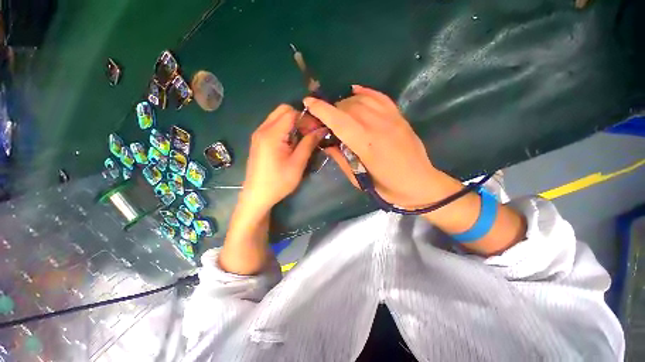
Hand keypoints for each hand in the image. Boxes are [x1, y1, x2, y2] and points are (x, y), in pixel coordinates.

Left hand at [241, 104, 326, 211]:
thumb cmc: (278, 182)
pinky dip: (284, 129)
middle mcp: (262, 129)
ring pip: (277, 117)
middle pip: (283, 111)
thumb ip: (309, 143)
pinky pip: (273, 126)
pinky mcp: (258, 141)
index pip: (291, 113)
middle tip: (310, 132)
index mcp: (271, 134)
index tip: (317, 129)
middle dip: (299, 118)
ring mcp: (258, 134)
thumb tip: (322, 130)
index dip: (307, 118)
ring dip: (292, 123)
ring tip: (302, 138)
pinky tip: (291, 142)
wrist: (256, 196)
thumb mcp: (297, 164)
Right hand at [304, 85, 441, 208]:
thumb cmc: (387, 187)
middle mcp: (379, 127)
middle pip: (349, 107)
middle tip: (323, 118)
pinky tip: (354, 92)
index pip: (340, 121)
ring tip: (338, 112)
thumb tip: (326, 143)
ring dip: (345, 103)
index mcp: (367, 146)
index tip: (308, 102)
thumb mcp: (359, 180)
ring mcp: (392, 119)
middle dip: (331, 109)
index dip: (322, 110)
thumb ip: (341, 159)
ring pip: (362, 100)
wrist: (420, 184)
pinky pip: (380, 97)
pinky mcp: (399, 117)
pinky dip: (365, 92)